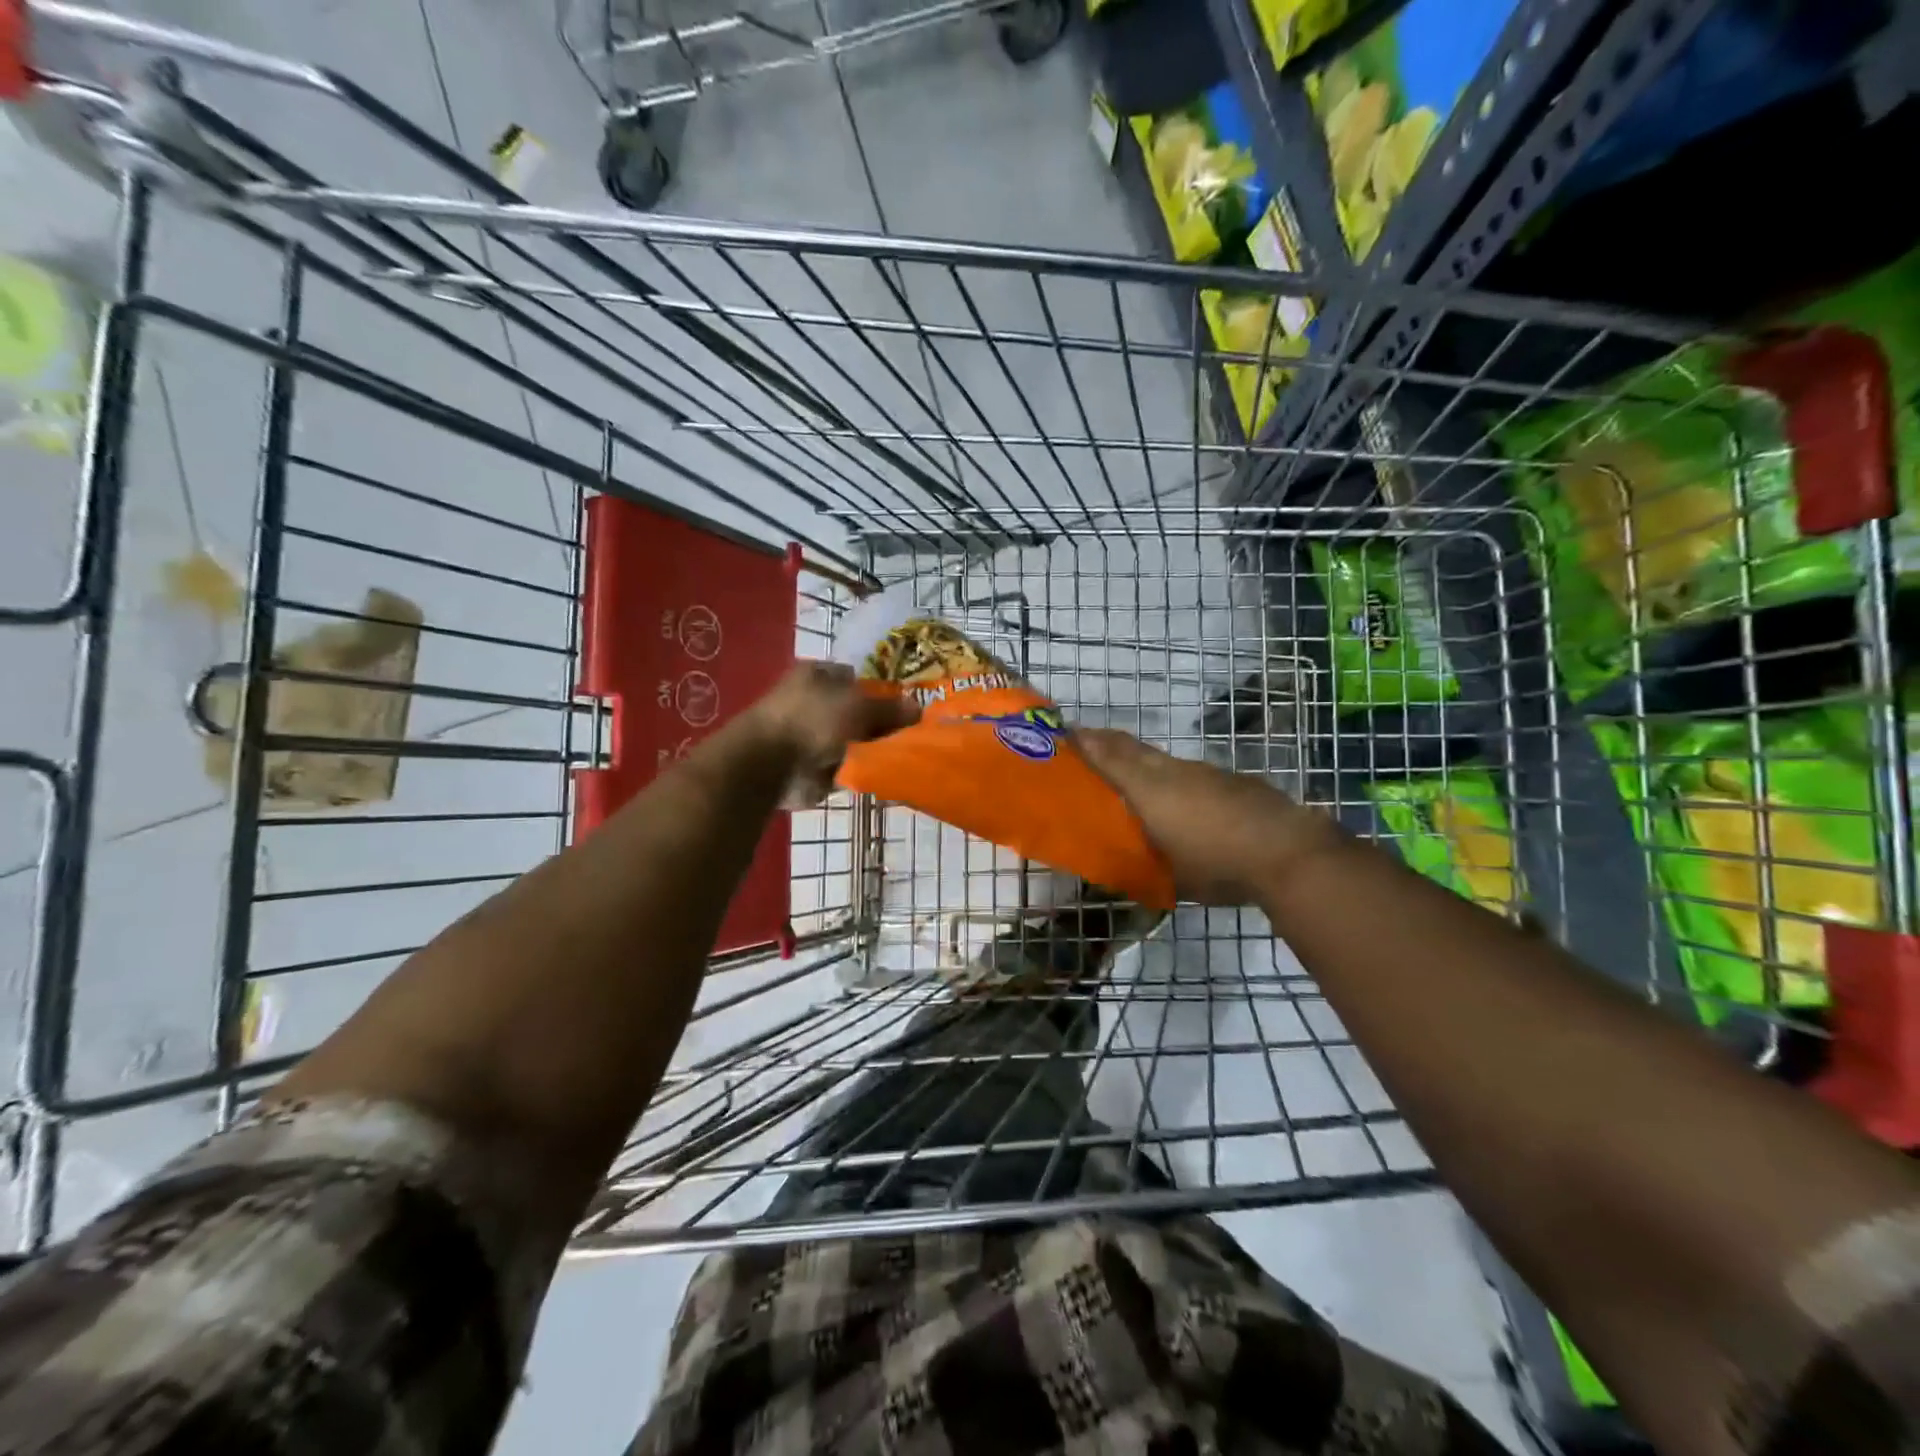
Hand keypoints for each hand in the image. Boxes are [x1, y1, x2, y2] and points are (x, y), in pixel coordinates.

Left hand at [743, 661, 918, 803]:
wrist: (769, 764)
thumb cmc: (813, 720)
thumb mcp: (859, 707)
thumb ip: (890, 709)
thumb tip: (918, 708)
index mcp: (818, 675)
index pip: (857, 678)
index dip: (881, 691)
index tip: (905, 708)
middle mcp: (812, 701)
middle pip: (856, 712)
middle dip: (879, 724)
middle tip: (909, 735)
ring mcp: (810, 736)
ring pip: (852, 741)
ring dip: (870, 750)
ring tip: (901, 757)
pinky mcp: (810, 767)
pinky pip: (844, 767)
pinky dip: (858, 771)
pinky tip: (881, 775)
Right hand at [1077, 728, 1339, 905]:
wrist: (1287, 852)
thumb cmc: (1217, 865)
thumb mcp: (1170, 875)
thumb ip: (1144, 862)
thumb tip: (1125, 863)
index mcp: (1149, 790)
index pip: (1108, 757)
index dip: (1085, 743)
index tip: (1064, 733)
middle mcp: (1172, 772)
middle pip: (1132, 748)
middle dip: (1106, 742)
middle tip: (1086, 742)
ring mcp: (1205, 772)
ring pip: (1162, 760)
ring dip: (1141, 762)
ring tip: (1131, 779)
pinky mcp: (1231, 780)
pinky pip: (1190, 774)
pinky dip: (1175, 780)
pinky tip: (1182, 802)